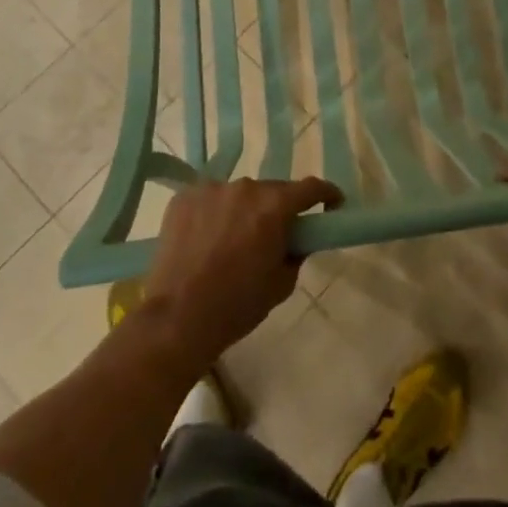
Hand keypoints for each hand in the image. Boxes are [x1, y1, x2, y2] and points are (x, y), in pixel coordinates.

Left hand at [142, 177, 340, 370]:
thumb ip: (296, 252)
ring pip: (238, 194)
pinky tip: (206, 238)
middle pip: (272, 190)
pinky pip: (209, 199)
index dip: (326, 194)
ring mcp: (211, 189)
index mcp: (274, 207)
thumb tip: (295, 239)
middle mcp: (245, 188)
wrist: (176, 319)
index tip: (332, 204)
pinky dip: (214, 213)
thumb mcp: (281, 284)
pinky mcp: (183, 197)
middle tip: (274, 235)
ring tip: (232, 240)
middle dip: (278, 209)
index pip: (311, 187)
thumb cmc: (237, 306)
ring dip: (243, 210)